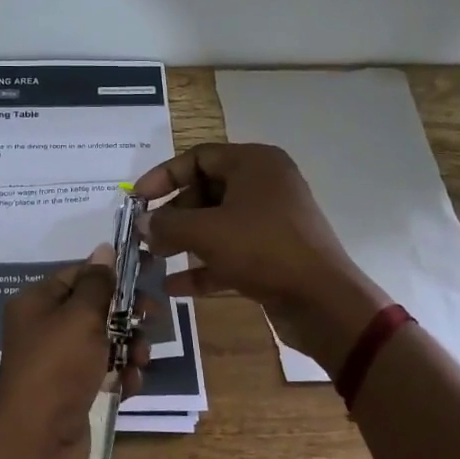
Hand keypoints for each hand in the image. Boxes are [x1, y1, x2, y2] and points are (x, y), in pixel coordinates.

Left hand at [0, 244, 147, 458]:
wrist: (37, 441)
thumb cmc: (57, 367)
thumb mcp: (80, 316)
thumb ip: (98, 284)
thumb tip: (104, 249)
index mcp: (37, 303)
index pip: (78, 275)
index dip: (112, 272)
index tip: (148, 271)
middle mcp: (46, 329)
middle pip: (95, 309)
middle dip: (127, 313)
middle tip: (153, 316)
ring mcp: (60, 364)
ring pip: (105, 342)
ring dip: (130, 347)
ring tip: (142, 359)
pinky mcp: (74, 393)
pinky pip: (105, 374)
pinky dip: (121, 376)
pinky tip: (131, 384)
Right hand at [132, 143, 388, 377]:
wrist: (323, 301)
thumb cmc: (262, 249)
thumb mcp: (206, 232)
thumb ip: (167, 224)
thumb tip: (141, 224)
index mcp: (254, 164)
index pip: (198, 157)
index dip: (163, 176)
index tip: (137, 200)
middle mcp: (265, 185)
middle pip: (206, 191)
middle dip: (173, 215)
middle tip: (146, 236)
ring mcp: (271, 221)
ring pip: (217, 224)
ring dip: (184, 241)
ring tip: (154, 260)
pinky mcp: (274, 254)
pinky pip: (231, 252)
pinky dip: (204, 266)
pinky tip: (174, 288)